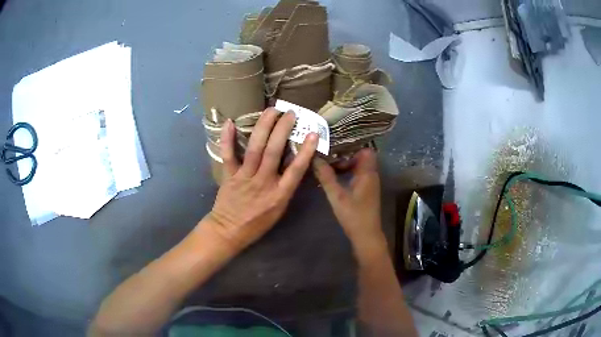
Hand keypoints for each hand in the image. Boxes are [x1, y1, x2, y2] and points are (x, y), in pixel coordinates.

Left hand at [203, 108, 317, 252]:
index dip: (305, 150)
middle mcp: (263, 182)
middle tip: (290, 113)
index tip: (313, 133)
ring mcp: (245, 177)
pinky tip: (230, 122)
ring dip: (263, 127)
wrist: (229, 231)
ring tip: (271, 110)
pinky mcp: (229, 176)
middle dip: (283, 129)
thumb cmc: (257, 224)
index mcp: (279, 194)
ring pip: (255, 149)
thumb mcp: (279, 210)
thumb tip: (293, 165)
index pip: (296, 169)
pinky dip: (228, 138)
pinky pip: (228, 155)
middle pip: (274, 152)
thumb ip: (286, 188)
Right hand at [313, 149, 386, 251]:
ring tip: (328, 167)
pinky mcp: (367, 192)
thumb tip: (315, 158)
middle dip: (345, 157)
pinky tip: (334, 179)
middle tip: (328, 159)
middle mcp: (371, 176)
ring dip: (345, 166)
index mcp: (368, 173)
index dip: (352, 148)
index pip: (365, 151)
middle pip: (361, 158)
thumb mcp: (337, 196)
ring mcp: (370, 184)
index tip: (336, 150)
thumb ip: (326, 177)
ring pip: (359, 167)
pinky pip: (358, 176)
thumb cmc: (353, 215)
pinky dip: (348, 174)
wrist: (366, 235)